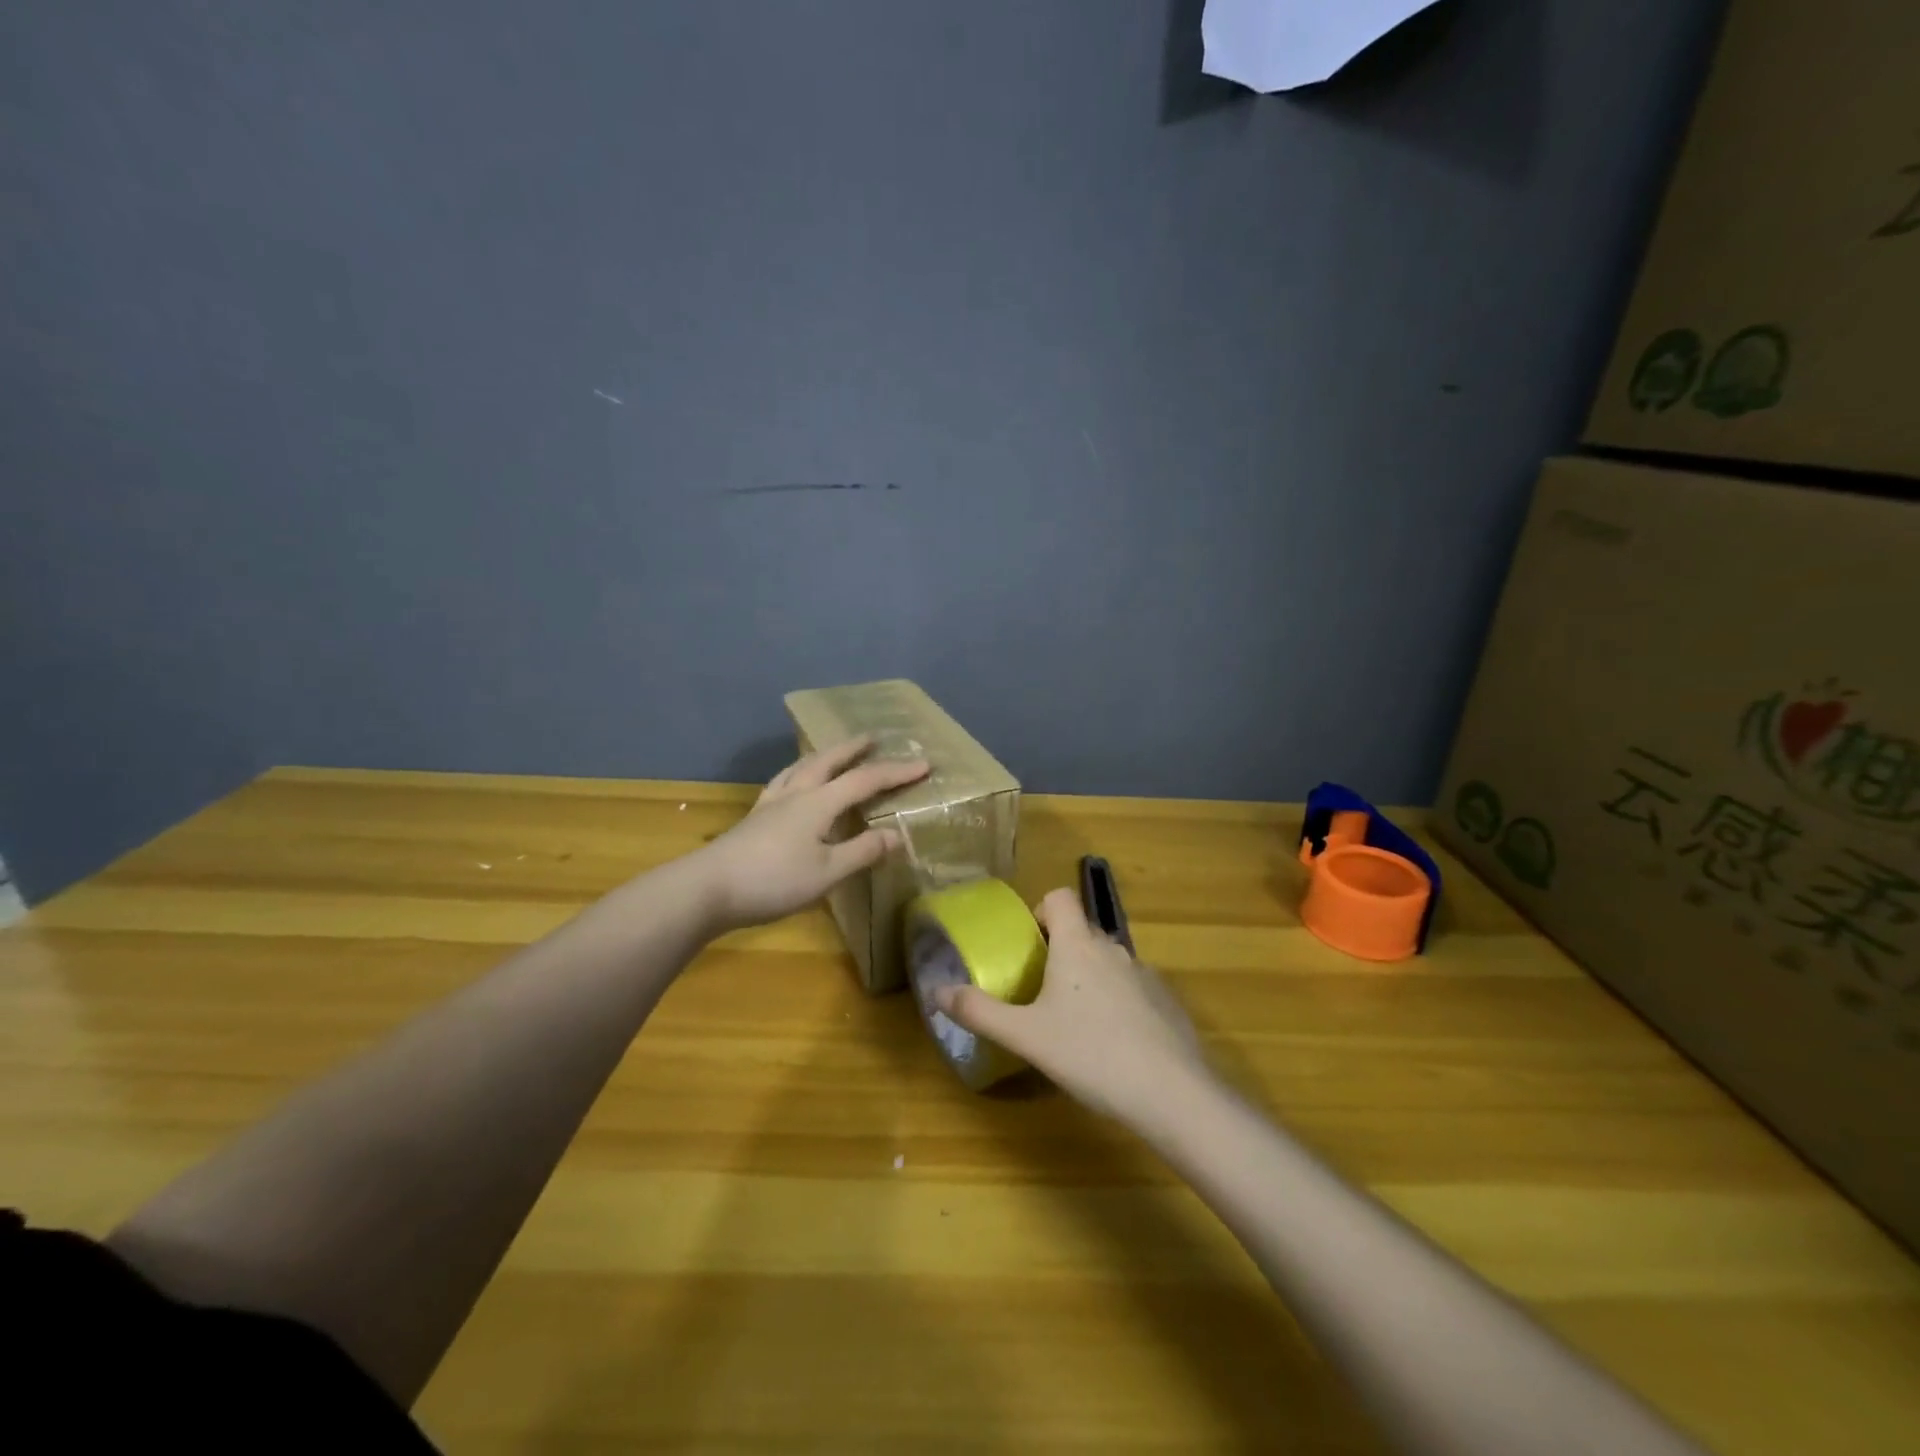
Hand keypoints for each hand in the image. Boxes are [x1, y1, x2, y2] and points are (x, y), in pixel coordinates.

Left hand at [696, 735, 928, 931]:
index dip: (897, 772)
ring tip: (835, 751)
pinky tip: (793, 782)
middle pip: (829, 761)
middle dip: (855, 748)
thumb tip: (897, 835)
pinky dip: (798, 772)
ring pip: (802, 767)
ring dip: (825, 755)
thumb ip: (863, 851)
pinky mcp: (755, 817)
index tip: (925, 764)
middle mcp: (797, 793)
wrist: (708, 888)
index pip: (866, 780)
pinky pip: (783, 781)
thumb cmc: (773, 881)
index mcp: (819, 803)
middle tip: (873, 737)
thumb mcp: (827, 872)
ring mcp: (772, 803)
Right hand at [932, 887, 1212, 1123]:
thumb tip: (936, 991)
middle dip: (1059, 951)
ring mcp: (1145, 974)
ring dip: (1089, 978)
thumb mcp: (1025, 1036)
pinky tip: (1114, 1045)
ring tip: (1075, 1023)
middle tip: (1039, 991)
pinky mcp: (1167, 1002)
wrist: (1171, 1093)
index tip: (1027, 945)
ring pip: (1107, 962)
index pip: (1059, 897)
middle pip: (1081, 931)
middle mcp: (1113, 948)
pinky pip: (1133, 988)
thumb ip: (979, 1011)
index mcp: (1077, 945)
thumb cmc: (1090, 1053)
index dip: (1040, 911)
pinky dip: (1118, 1003)